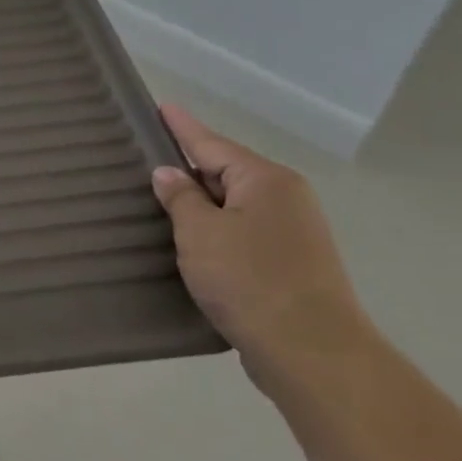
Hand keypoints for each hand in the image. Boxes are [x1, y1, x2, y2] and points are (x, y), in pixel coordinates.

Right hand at [151, 106, 376, 394]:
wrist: (312, 354)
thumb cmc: (250, 281)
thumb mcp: (200, 233)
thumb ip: (181, 198)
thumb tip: (169, 173)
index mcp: (266, 180)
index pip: (211, 143)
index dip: (182, 127)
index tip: (162, 106)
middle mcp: (286, 199)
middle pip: (226, 172)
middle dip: (191, 166)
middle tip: (149, 156)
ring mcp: (293, 233)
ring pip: (235, 205)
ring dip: (202, 204)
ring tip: (163, 198)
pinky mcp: (292, 266)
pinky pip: (243, 232)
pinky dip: (217, 231)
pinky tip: (193, 241)